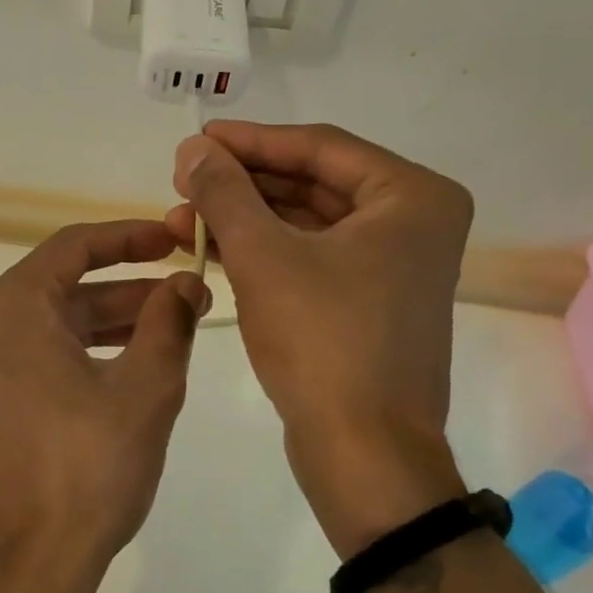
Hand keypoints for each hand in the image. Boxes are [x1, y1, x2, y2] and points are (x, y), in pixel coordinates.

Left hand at [0, 221, 208, 592]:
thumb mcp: (145, 388)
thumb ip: (168, 323)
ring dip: (108, 326)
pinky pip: (37, 365)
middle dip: (127, 290)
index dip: (128, 237)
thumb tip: (185, 283)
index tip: (172, 239)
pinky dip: (82, 358)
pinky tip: (126, 376)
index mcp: (11, 310)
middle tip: (185, 295)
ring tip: (167, 334)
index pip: (73, 247)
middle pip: (63, 290)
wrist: (23, 570)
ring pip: (52, 331)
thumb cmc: (86, 468)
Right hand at [167, 122, 472, 555]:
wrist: (364, 452)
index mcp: (411, 197)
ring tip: (181, 219)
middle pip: (311, 182)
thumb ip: (225, 192)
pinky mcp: (367, 301)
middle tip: (182, 181)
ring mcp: (392, 265)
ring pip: (305, 222)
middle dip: (241, 184)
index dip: (250, 141)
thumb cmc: (323, 342)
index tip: (196, 139)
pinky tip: (209, 248)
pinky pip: (308, 256)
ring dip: (244, 219)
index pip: (318, 147)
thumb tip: (193, 147)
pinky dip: (261, 250)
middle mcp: (412, 222)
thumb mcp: (263, 256)